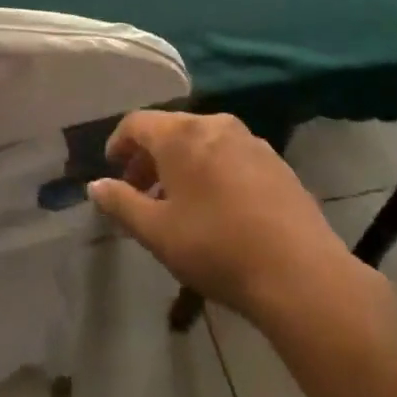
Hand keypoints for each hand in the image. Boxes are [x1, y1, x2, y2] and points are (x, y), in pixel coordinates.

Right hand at [88, 111, 384, 329]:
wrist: (300, 273)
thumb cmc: (216, 248)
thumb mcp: (157, 232)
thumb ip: (121, 203)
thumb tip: (96, 185)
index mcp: (182, 135)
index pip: (137, 123)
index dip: (119, 143)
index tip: (112, 169)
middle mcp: (215, 125)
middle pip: (171, 130)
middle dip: (149, 157)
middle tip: (139, 191)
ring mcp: (251, 141)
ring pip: (203, 141)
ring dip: (181, 164)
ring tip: (177, 203)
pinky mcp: (276, 162)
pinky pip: (231, 155)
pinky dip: (212, 170)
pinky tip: (216, 207)